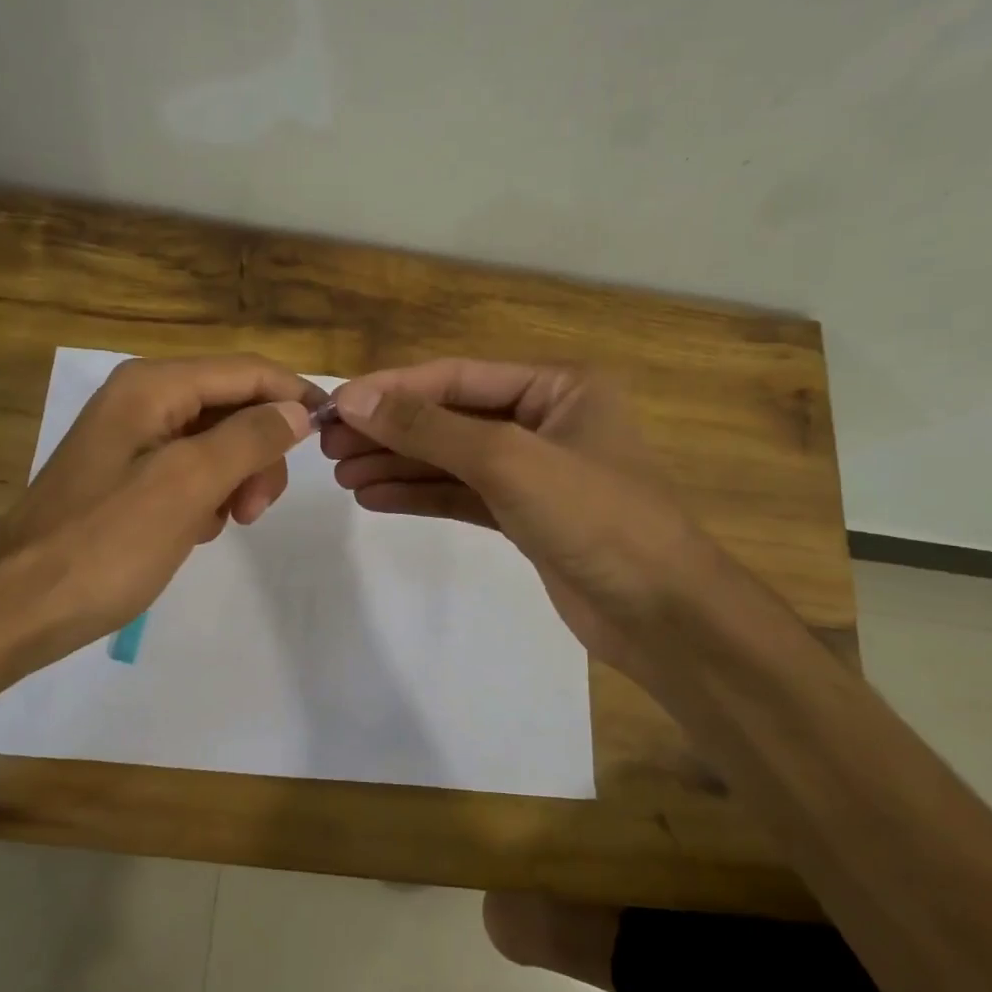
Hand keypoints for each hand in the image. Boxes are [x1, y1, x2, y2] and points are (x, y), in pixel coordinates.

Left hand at [0, 354, 322, 662]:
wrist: (18, 607)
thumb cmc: (105, 544)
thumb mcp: (186, 486)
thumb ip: (248, 440)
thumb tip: (296, 411)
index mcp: (152, 386)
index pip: (247, 371)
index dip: (294, 396)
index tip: (333, 434)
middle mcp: (141, 398)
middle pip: (233, 404)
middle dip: (259, 451)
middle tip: (256, 509)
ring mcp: (132, 438)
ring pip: (216, 441)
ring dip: (235, 478)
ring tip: (225, 524)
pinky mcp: (127, 476)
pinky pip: (190, 470)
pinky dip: (206, 496)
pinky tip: (195, 530)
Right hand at [323, 359, 711, 678]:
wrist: (661, 614)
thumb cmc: (595, 517)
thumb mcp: (508, 460)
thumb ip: (429, 428)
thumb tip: (355, 399)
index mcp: (558, 386)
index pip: (457, 377)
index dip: (393, 390)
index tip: (337, 406)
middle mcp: (546, 419)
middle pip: (451, 417)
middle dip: (391, 430)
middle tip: (330, 446)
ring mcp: (535, 471)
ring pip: (452, 459)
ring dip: (398, 465)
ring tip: (342, 475)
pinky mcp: (525, 516)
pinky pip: (462, 495)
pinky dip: (420, 495)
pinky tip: (374, 498)